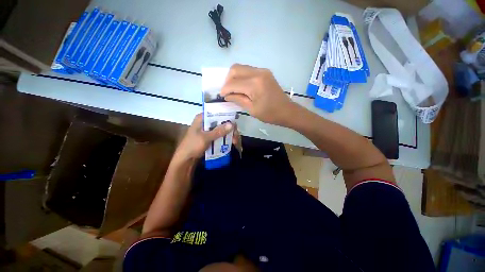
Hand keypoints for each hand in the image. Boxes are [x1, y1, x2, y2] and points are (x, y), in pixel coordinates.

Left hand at [173, 114, 233, 161]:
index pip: (217, 113)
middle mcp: (206, 122)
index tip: (235, 124)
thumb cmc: (192, 146)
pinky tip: (232, 143)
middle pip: (221, 122)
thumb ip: (218, 131)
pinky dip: (226, 138)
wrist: (185, 159)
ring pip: (222, 129)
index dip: (227, 117)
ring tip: (235, 142)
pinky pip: (220, 135)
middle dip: (230, 129)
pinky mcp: (210, 136)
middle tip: (236, 137)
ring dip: (229, 135)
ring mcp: (208, 130)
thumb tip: (232, 124)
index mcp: (202, 118)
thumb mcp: (205, 138)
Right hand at [221, 64, 295, 125]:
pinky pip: (248, 70)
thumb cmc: (270, 114)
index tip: (221, 96)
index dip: (225, 89)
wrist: (287, 111)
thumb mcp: (252, 109)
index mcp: (255, 84)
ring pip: (241, 68)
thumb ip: (238, 99)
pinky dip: (242, 77)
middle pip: (235, 69)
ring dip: (234, 77)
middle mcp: (258, 73)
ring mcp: (263, 71)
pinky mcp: (265, 72)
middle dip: (227, 80)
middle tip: (227, 91)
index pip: (233, 83)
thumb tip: (226, 95)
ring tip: (233, 89)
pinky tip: (242, 87)